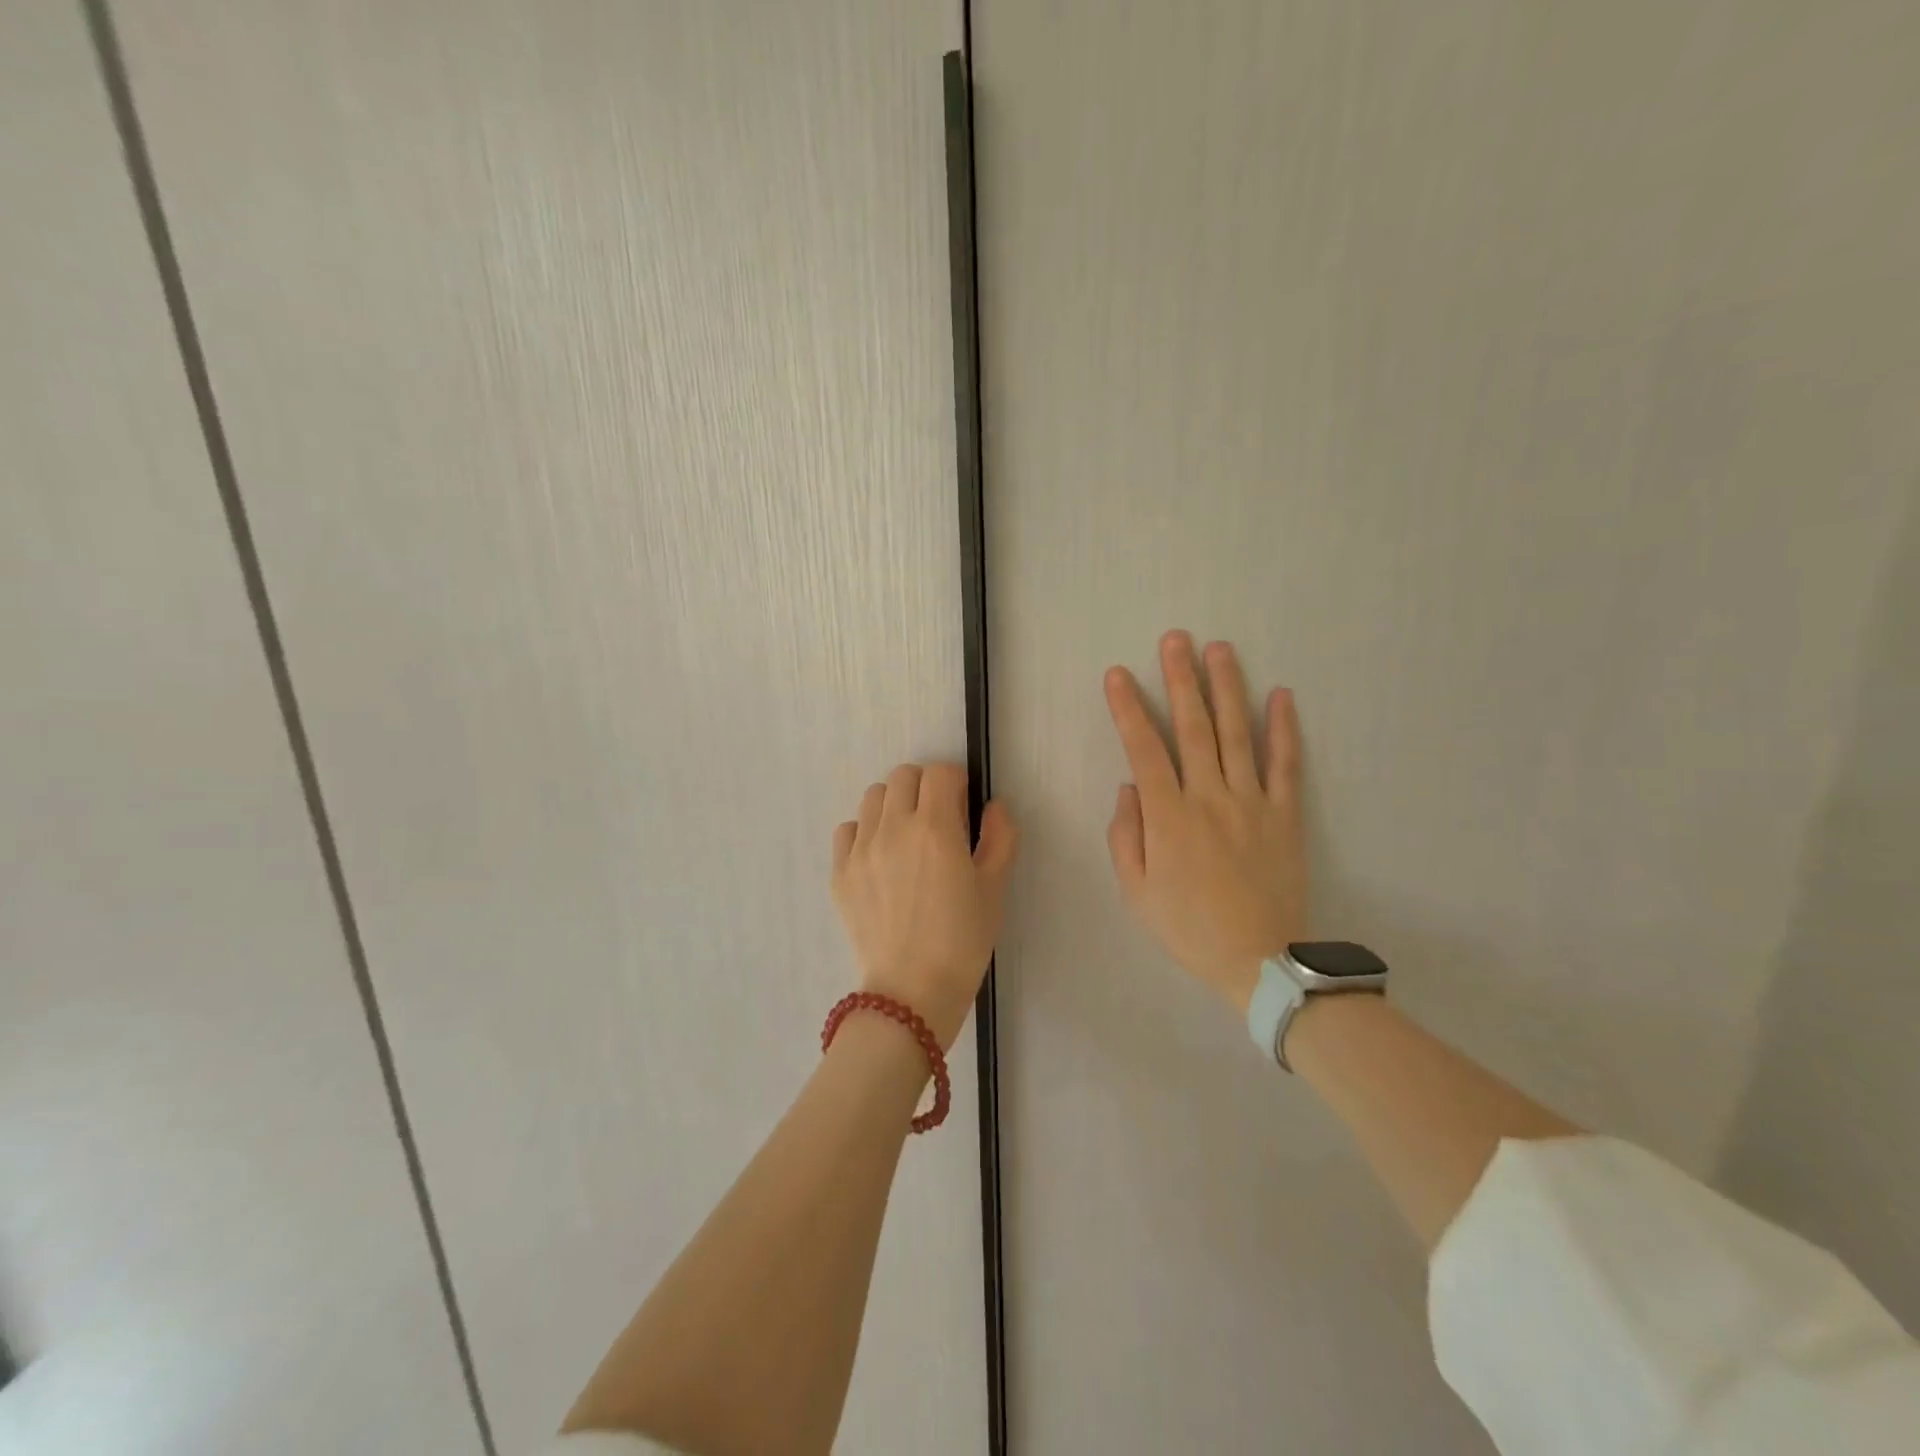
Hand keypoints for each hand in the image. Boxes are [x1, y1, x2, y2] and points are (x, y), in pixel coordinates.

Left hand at [831, 763, 1018, 1047]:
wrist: (912, 992)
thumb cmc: (962, 941)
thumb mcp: (994, 889)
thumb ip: (1000, 838)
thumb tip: (994, 807)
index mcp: (935, 829)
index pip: (940, 773)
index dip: (956, 784)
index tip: (963, 808)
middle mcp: (893, 828)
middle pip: (903, 776)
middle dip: (925, 789)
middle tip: (937, 821)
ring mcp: (861, 849)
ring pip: (873, 797)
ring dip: (894, 805)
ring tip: (906, 838)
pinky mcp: (840, 872)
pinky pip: (848, 829)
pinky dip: (865, 832)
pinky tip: (880, 859)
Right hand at [1104, 632, 1307, 1012]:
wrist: (1260, 961)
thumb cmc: (1188, 928)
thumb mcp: (1136, 892)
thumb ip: (1126, 836)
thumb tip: (1130, 788)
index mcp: (1169, 817)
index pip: (1144, 749)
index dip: (1129, 708)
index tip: (1118, 675)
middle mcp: (1210, 797)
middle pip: (1193, 727)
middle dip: (1181, 679)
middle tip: (1175, 639)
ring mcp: (1253, 802)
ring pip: (1237, 734)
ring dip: (1227, 688)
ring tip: (1219, 649)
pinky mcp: (1286, 815)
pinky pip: (1286, 764)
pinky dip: (1284, 729)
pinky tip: (1281, 695)